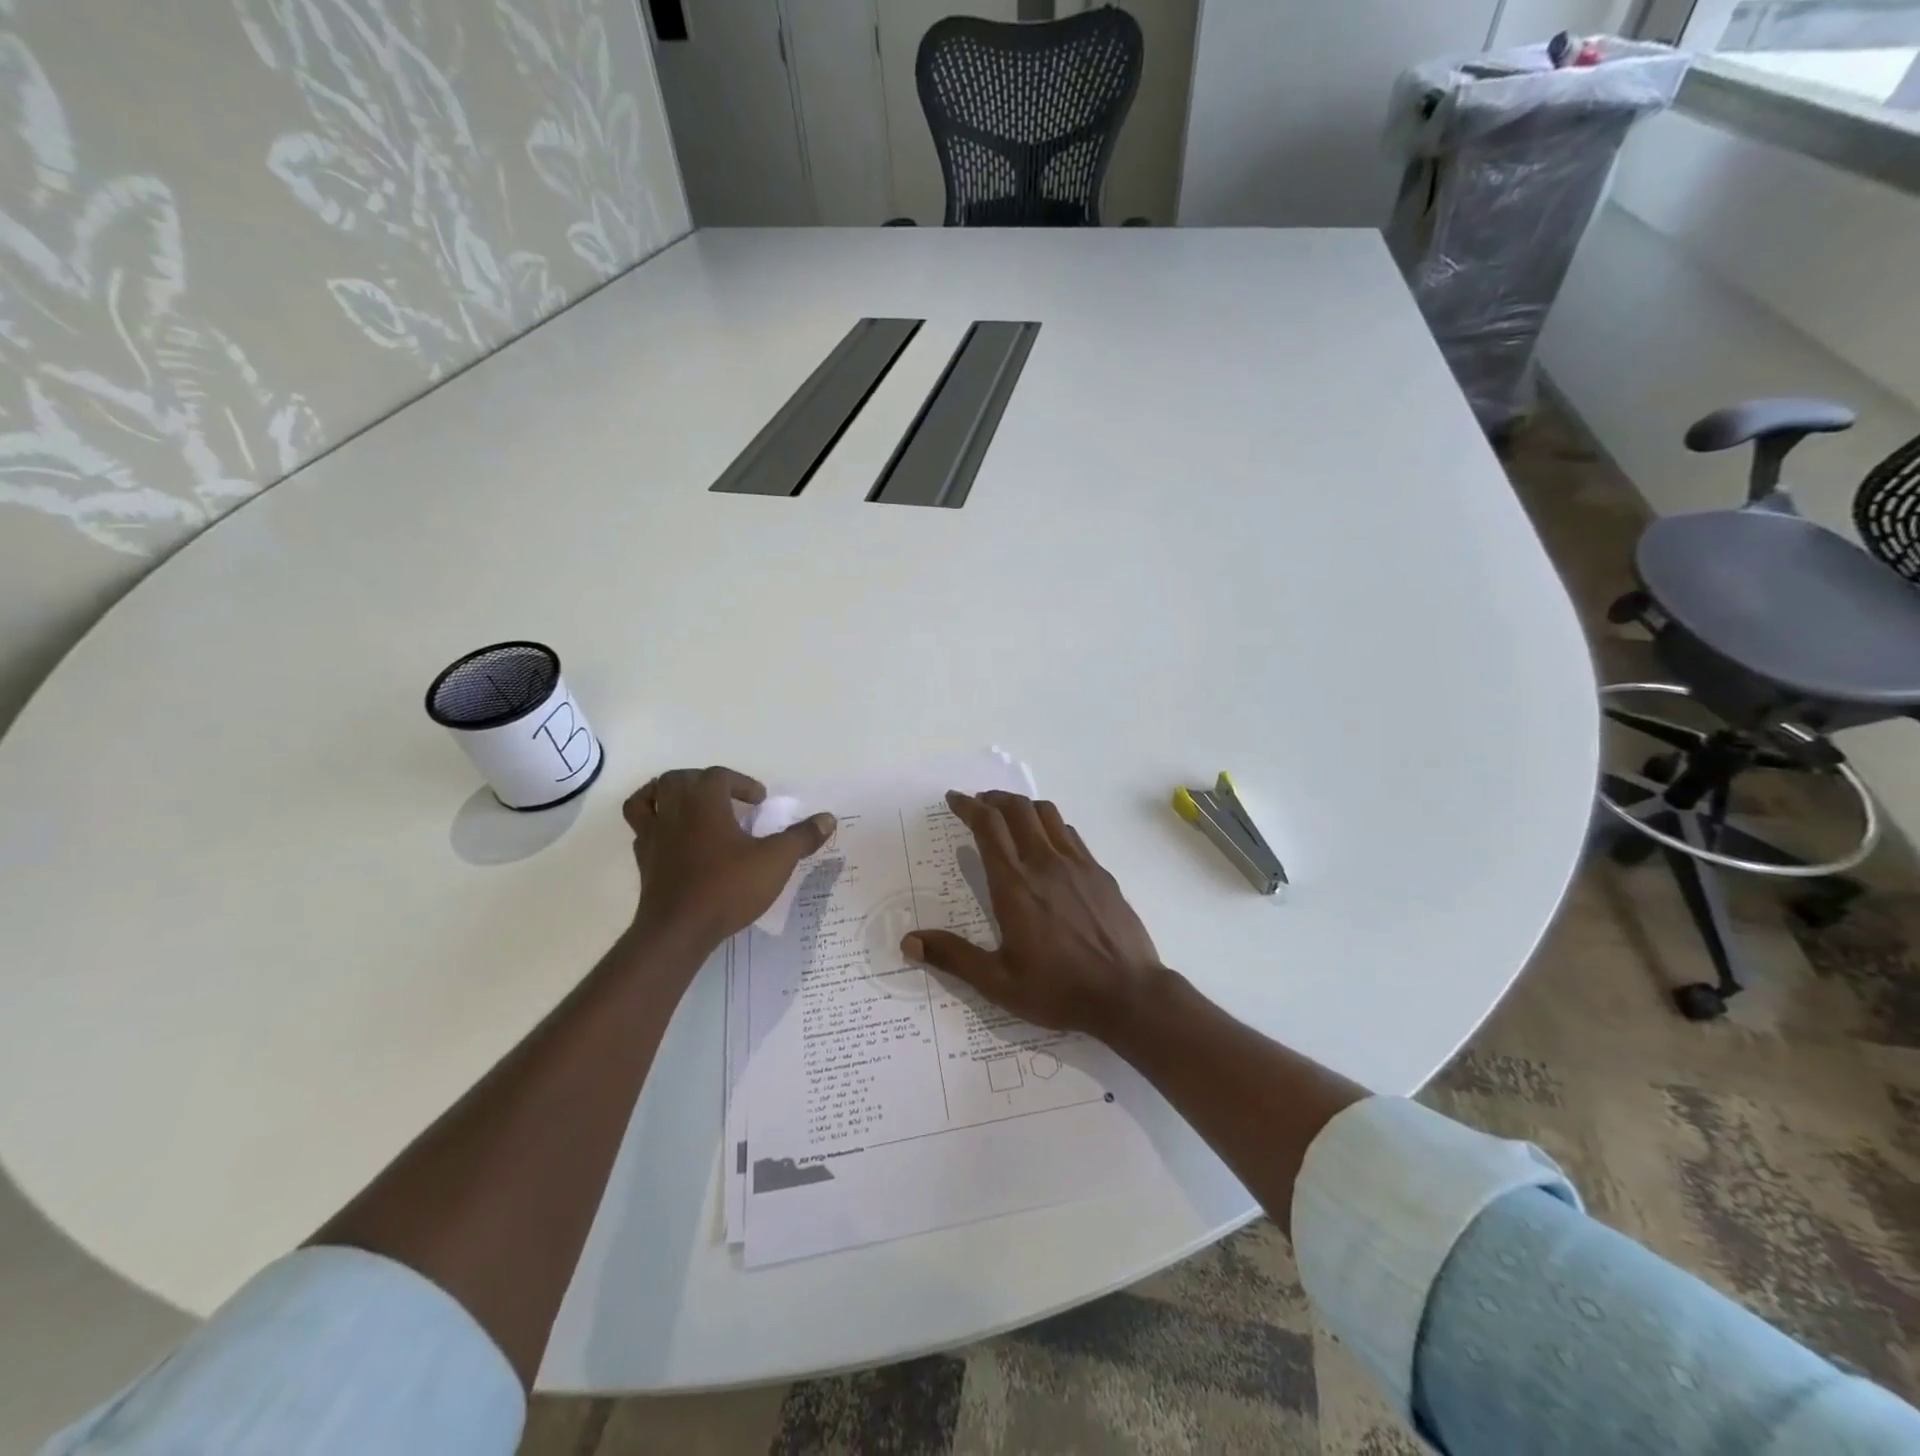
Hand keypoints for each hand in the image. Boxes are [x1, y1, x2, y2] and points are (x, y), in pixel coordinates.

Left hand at [626, 767, 834, 952]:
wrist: (679, 931)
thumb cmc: (728, 888)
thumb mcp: (776, 861)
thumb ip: (801, 837)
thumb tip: (828, 818)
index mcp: (704, 804)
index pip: (718, 776)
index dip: (741, 783)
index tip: (759, 801)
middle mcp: (674, 812)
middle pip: (678, 779)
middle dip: (701, 780)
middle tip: (724, 796)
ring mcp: (654, 836)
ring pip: (647, 798)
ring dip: (665, 793)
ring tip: (686, 804)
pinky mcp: (644, 861)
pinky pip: (641, 830)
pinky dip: (654, 825)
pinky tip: (673, 839)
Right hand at [902, 791, 1166, 1039]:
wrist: (1128, 994)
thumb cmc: (1059, 990)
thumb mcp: (999, 983)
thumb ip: (953, 957)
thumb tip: (908, 941)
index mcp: (1015, 885)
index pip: (988, 827)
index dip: (968, 806)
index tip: (954, 799)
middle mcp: (1045, 863)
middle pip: (1018, 809)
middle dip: (993, 798)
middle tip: (978, 804)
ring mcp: (1078, 864)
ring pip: (1047, 814)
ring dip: (1023, 807)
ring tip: (1010, 817)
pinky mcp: (1100, 873)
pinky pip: (1070, 834)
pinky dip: (1050, 826)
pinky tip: (1047, 845)